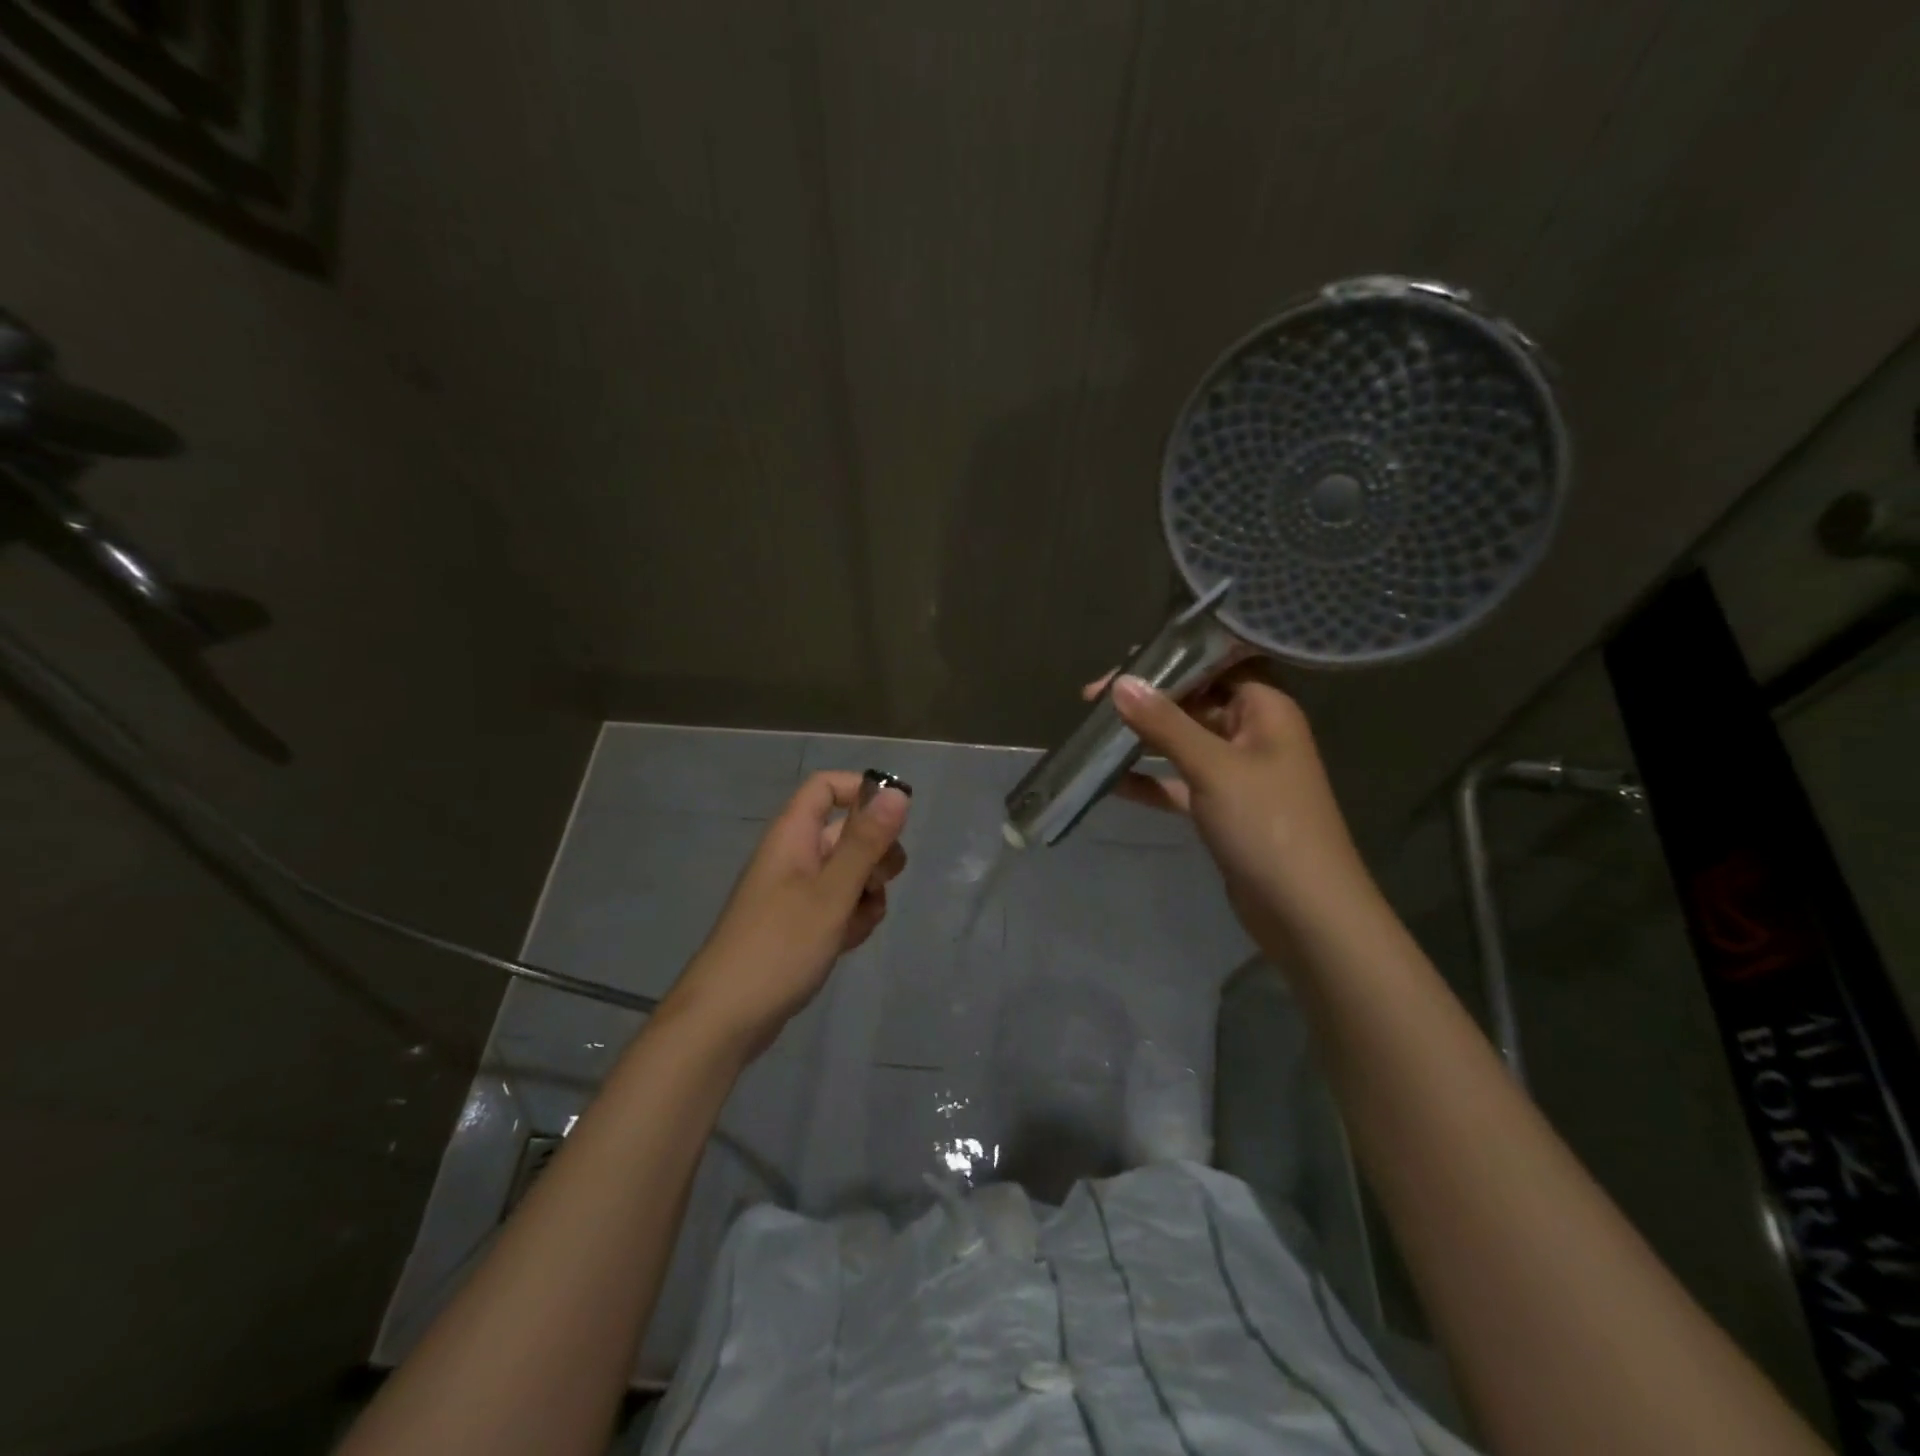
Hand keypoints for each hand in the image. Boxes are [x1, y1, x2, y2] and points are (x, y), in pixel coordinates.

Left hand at [663, 771, 909, 1055]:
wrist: (726, 1019)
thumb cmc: (779, 947)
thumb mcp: (832, 893)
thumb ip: (865, 843)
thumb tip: (898, 793)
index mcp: (792, 836)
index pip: (826, 787)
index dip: (861, 793)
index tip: (894, 820)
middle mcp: (794, 856)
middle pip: (846, 833)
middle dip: (875, 856)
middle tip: (879, 884)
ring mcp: (796, 893)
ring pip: (849, 874)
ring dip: (866, 894)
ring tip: (857, 923)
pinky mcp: (799, 925)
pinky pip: (838, 906)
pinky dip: (851, 919)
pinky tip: (847, 943)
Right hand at [1090, 667, 1372, 948]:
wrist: (1306, 913)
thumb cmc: (1268, 826)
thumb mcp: (1213, 767)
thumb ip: (1166, 724)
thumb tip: (1121, 682)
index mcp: (1266, 709)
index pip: (1216, 663)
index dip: (1170, 659)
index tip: (1120, 666)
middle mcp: (1254, 733)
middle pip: (1195, 701)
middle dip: (1147, 699)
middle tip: (1092, 701)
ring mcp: (1238, 773)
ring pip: (1184, 742)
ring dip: (1144, 738)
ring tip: (1094, 733)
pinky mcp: (1223, 808)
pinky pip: (1180, 782)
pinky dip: (1150, 780)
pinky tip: (1111, 780)